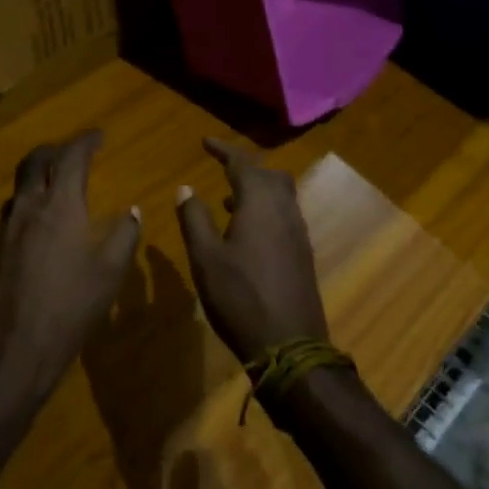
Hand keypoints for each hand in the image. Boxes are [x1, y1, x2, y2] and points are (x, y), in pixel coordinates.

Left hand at [0, 131, 140, 405]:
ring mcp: (4, 229)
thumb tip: (132, 212)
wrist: (12, 347)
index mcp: (60, 205)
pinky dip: (27, 209)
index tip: (99, 135)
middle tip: (72, 153)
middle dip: (55, 150)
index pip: (72, 157)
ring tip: (54, 188)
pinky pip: (10, 216)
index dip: (86, 141)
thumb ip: (124, 236)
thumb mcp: (110, 272)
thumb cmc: (70, 306)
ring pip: (19, 188)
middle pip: (36, 161)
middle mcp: (28, 207)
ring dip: (37, 178)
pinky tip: (37, 231)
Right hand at [176, 138, 327, 365]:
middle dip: (244, 167)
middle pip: (268, 174)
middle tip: (221, 168)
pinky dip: (266, 208)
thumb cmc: (240, 298)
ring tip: (229, 200)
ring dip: (257, 188)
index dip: (223, 149)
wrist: (290, 346)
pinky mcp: (303, 253)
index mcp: (260, 204)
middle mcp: (284, 210)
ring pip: (281, 194)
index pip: (242, 163)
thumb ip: (194, 218)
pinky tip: (248, 232)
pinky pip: (285, 214)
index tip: (205, 142)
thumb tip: (186, 188)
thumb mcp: (205, 258)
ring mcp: (298, 232)